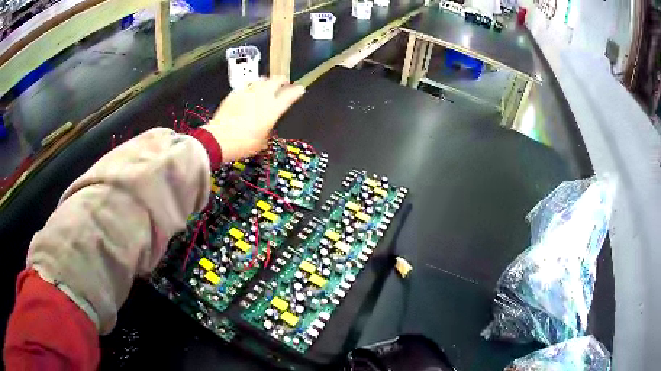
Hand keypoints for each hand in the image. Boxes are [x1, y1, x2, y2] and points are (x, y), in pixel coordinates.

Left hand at [202, 76, 305, 162]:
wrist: (219, 139)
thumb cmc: (244, 144)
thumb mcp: (262, 140)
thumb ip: (267, 129)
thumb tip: (266, 126)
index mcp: (273, 109)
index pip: (290, 94)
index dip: (297, 91)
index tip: (300, 89)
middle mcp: (262, 96)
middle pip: (276, 81)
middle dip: (281, 81)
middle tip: (283, 83)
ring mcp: (247, 92)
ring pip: (261, 80)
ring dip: (266, 82)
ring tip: (266, 85)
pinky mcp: (234, 93)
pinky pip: (245, 86)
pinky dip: (250, 87)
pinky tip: (248, 91)